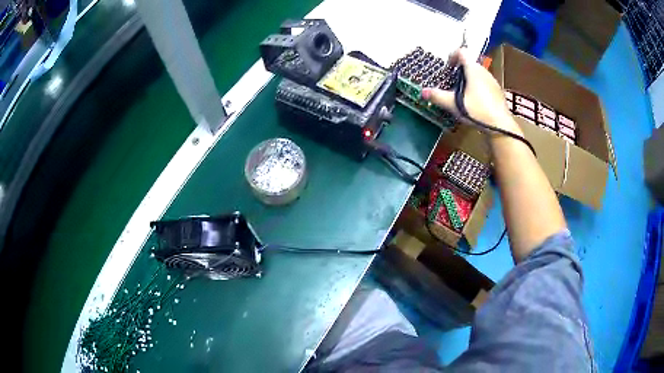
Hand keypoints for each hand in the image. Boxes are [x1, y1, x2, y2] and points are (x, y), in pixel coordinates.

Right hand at [421, 49, 518, 132]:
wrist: (500, 126)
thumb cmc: (476, 110)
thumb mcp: (454, 104)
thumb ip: (438, 96)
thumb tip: (422, 92)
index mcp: (473, 69)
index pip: (462, 52)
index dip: (452, 56)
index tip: (448, 68)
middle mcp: (484, 71)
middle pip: (470, 63)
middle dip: (460, 70)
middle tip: (452, 82)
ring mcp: (493, 80)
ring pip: (478, 73)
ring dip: (469, 79)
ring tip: (463, 94)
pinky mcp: (498, 91)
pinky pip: (485, 83)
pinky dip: (478, 87)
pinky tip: (475, 102)